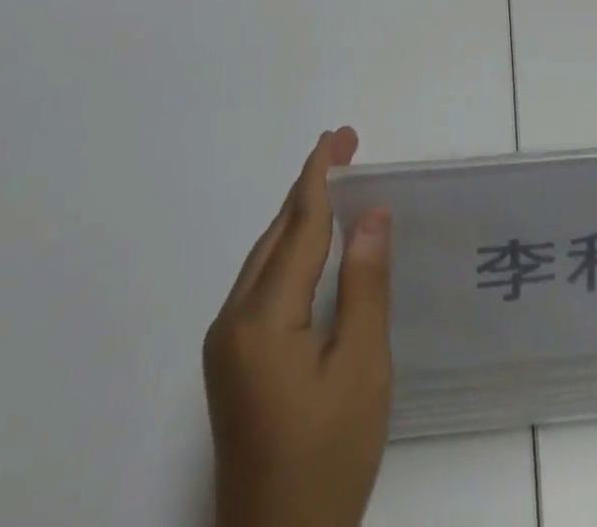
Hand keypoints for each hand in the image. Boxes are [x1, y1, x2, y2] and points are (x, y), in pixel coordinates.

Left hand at [204, 127, 392, 526]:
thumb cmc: (328, 460)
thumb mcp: (362, 369)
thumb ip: (365, 284)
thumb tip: (371, 213)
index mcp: (262, 320)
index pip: (298, 227)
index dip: (320, 177)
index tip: (338, 136)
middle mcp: (232, 322)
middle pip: (276, 236)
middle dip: (310, 188)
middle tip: (346, 148)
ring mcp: (225, 345)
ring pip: (265, 258)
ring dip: (299, 217)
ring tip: (334, 183)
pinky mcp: (231, 363)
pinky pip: (262, 283)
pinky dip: (290, 250)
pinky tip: (311, 245)